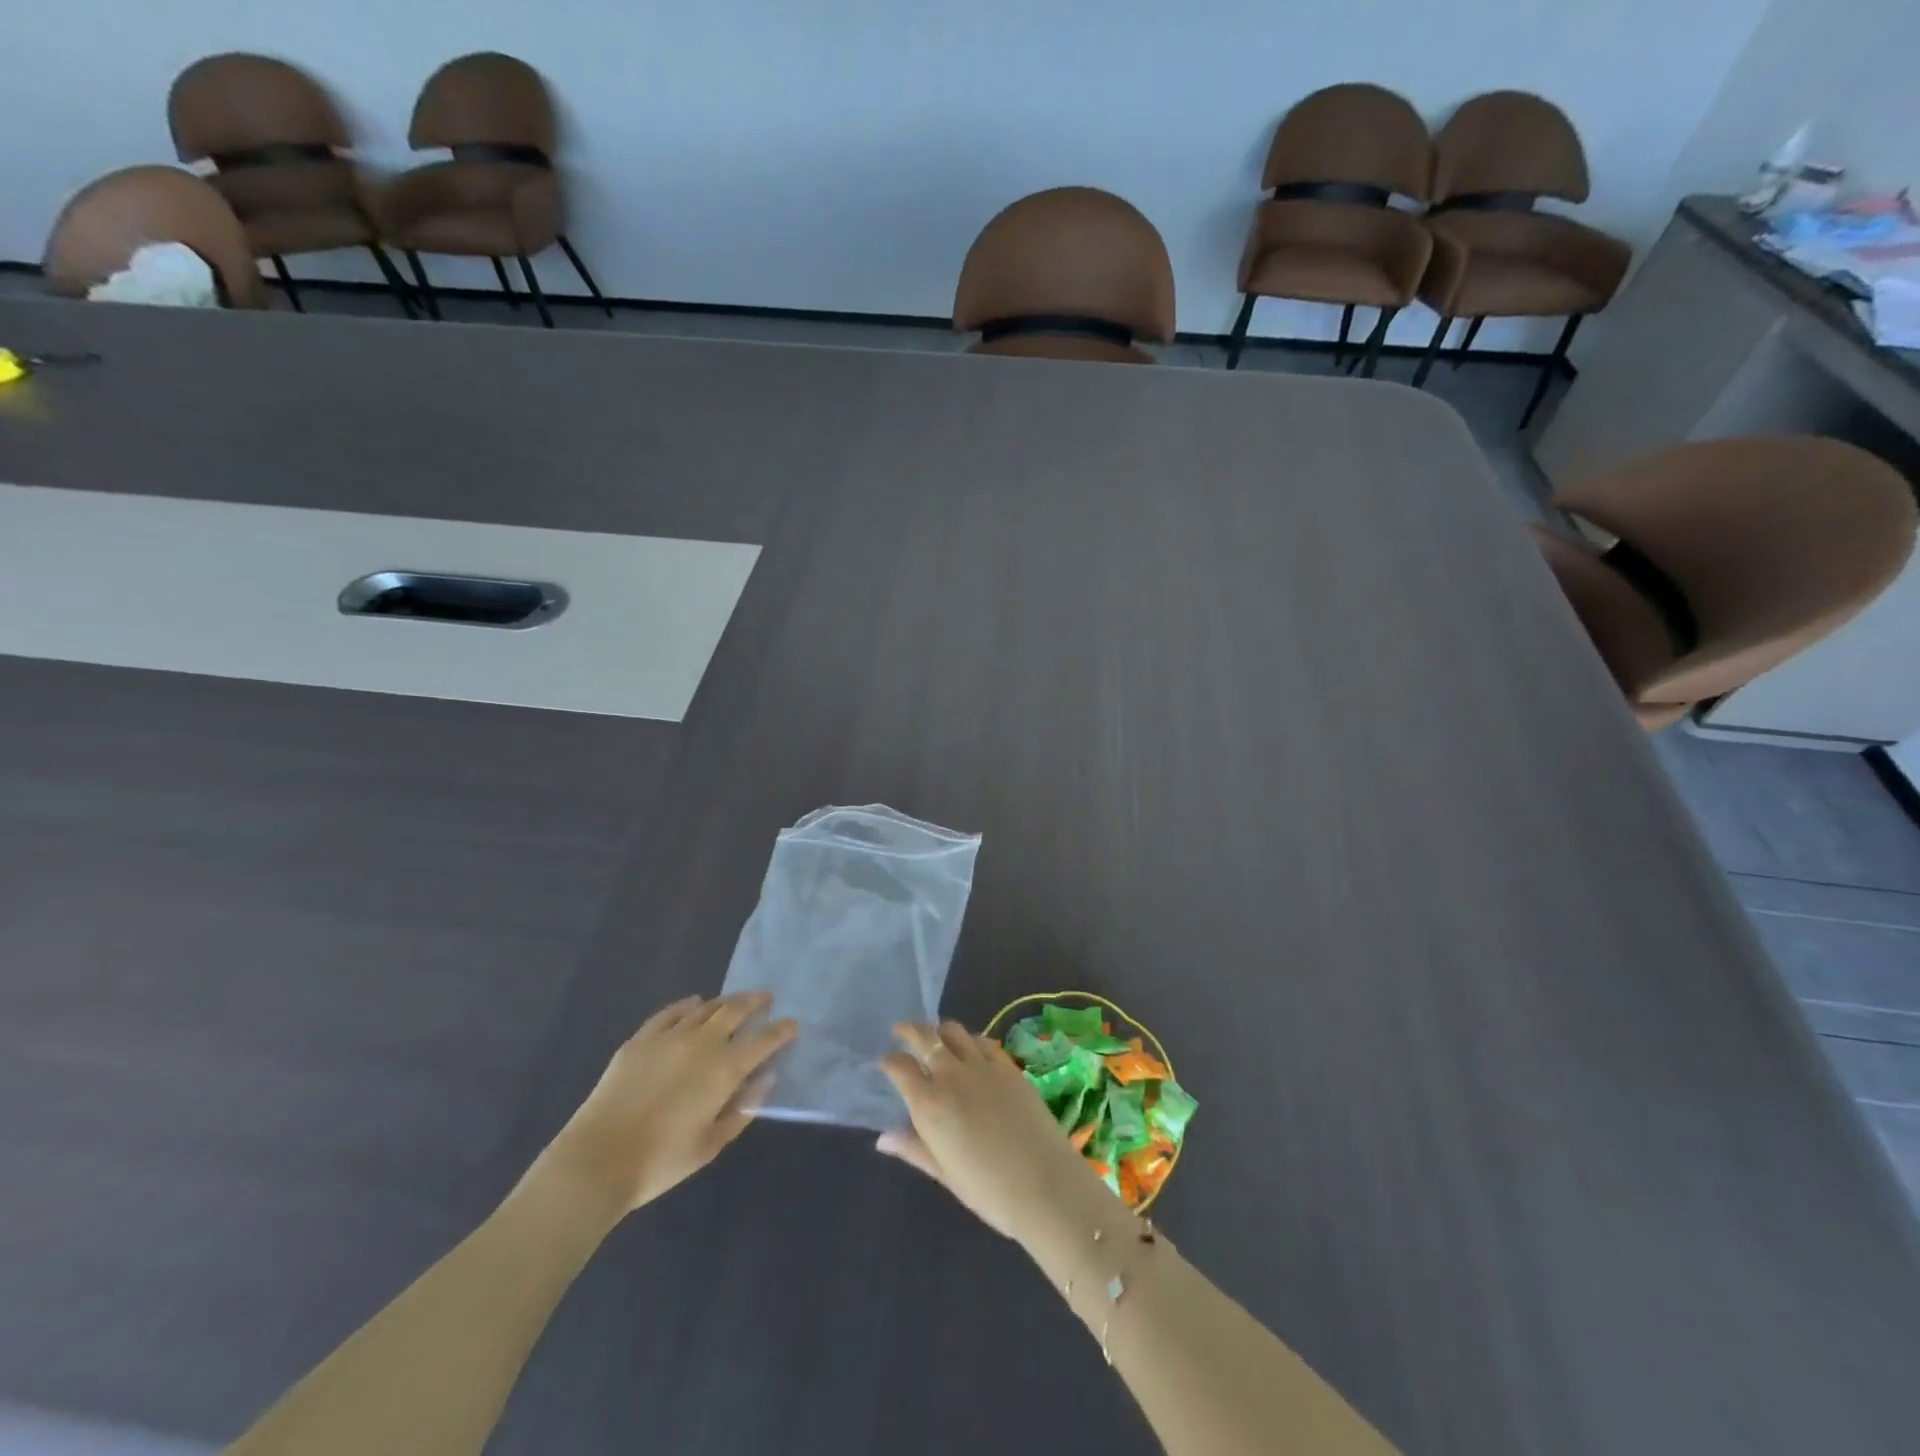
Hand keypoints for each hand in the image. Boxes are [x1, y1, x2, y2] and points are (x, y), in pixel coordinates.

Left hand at [536, 992, 796, 1217]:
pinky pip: (670, 1012)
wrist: (597, 1160)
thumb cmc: (661, 1161)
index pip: (764, 1040)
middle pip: (735, 1010)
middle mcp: (702, 1043)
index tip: (793, 1024)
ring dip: (725, 1001)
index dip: (782, 1030)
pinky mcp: (640, 1039)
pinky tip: (693, 1004)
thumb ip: (742, 1109)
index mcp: (724, 1069)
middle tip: (766, 998)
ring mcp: (669, 1036)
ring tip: (734, 1002)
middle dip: (755, 1001)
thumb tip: (765, 1079)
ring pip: (705, 1007)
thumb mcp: (711, 1143)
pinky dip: (687, 1005)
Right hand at [877, 1021, 1113, 1245]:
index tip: (886, 1063)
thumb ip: (913, 1147)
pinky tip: (971, 1049)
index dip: (889, 1061)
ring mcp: (982, 1065)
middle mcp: (951, 1074)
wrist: (1044, 1184)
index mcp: (928, 1102)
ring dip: (940, 1031)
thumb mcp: (944, 1173)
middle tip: (901, 1031)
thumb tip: (883, 1138)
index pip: (899, 1066)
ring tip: (936, 1038)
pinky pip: (983, 1041)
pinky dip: (970, 1040)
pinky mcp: (1008, 1065)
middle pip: (924, 1036)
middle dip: (909, 1031)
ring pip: (954, 1031)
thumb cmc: (987, 1189)